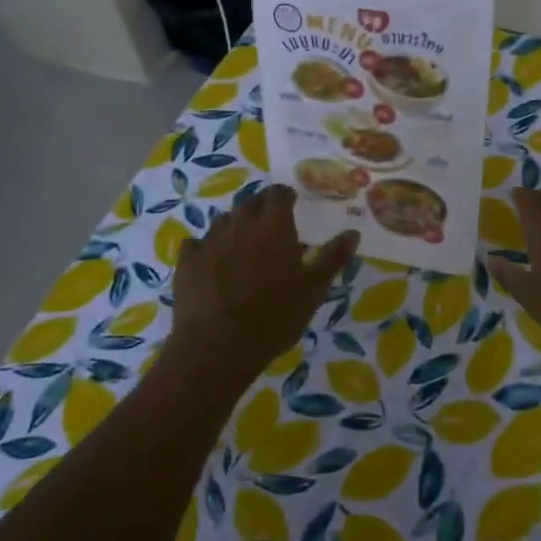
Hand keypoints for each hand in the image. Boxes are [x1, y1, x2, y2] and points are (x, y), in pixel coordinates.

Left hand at [168, 185, 358, 388]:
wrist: (217, 347)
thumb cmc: (274, 317)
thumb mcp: (313, 290)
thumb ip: (333, 258)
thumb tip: (353, 232)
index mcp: (273, 227)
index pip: (278, 193)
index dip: (284, 195)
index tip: (291, 203)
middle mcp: (240, 225)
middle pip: (249, 202)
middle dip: (260, 207)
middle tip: (270, 225)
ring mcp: (210, 241)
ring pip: (224, 221)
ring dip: (235, 226)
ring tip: (243, 245)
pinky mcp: (186, 261)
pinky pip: (196, 243)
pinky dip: (206, 247)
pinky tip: (211, 262)